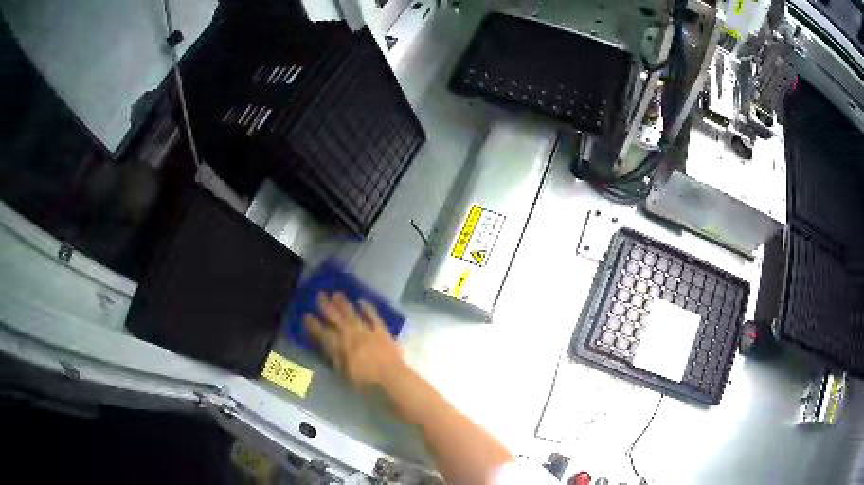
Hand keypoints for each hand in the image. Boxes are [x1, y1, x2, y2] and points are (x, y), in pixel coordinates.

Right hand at [304, 292, 403, 390]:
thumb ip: (335, 359)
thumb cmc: (365, 383)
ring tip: (336, 294)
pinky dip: (367, 308)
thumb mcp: (343, 375)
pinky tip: (361, 301)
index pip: (321, 333)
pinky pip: (373, 316)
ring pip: (352, 314)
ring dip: (344, 304)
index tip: (306, 315)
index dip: (313, 324)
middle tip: (320, 294)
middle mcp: (350, 335)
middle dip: (326, 306)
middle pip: (336, 318)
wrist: (391, 377)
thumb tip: (327, 349)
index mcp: (338, 348)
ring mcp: (366, 331)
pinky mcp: (381, 331)